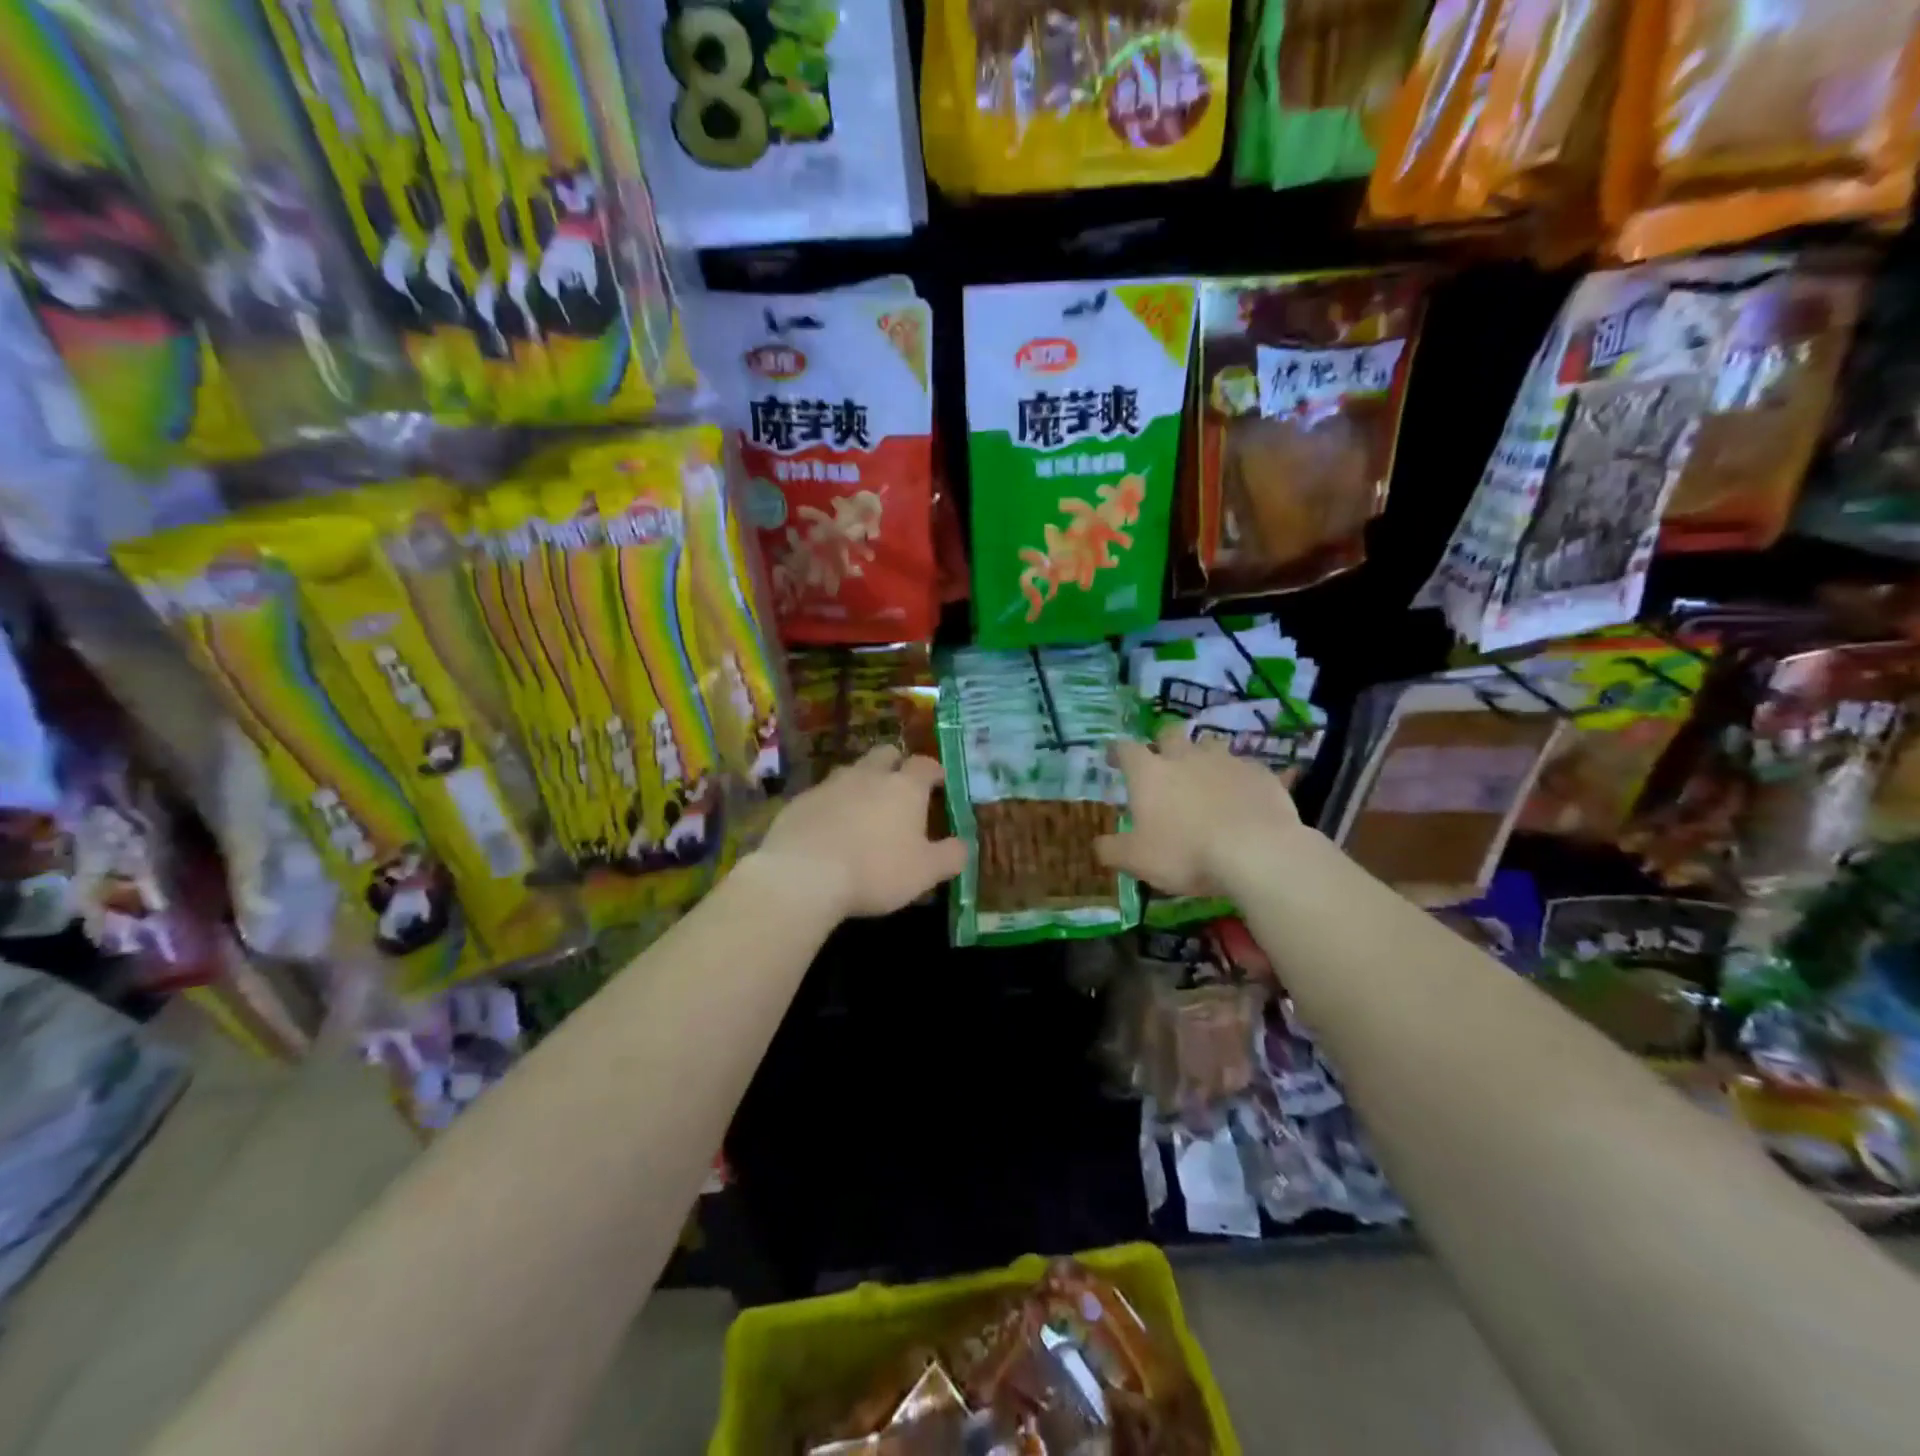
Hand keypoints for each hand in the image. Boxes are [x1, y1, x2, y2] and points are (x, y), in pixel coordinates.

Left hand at [751, 745, 965, 919]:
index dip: (934, 771)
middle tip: (900, 786)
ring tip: (864, 809)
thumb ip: (950, 856)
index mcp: (904, 787)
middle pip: (886, 754)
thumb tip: (963, 845)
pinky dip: (832, 805)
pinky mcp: (800, 801)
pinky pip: (823, 794)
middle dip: (896, 764)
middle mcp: (868, 775)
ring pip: (852, 771)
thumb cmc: (876, 870)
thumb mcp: (925, 872)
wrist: (803, 875)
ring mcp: (830, 784)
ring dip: (862, 783)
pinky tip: (830, 829)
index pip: (925, 765)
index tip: (939, 782)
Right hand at [1095, 724, 1302, 896]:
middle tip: (1163, 762)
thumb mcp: (1137, 860)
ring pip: (1209, 745)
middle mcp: (1185, 757)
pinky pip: (1245, 768)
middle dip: (1163, 743)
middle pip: (1169, 734)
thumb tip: (1098, 844)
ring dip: (1203, 757)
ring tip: (1205, 778)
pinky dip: (1239, 779)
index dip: (1117, 752)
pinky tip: (1243, 798)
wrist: (1257, 852)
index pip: (1125, 749)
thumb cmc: (1186, 853)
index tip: (1113, 759)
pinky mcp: (1260, 773)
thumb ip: (1112, 850)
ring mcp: (1226, 761)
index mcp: (1149, 773)